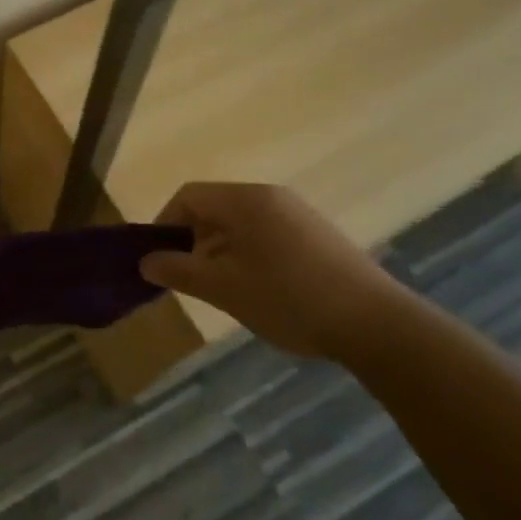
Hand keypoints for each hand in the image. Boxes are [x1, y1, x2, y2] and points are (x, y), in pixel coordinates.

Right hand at [138, 183, 404, 361]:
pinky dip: (246, 255)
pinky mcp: (316, 235)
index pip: (188, 196)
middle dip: (192, 241)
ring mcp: (297, 214)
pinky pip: (265, 234)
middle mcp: (271, 197)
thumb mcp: (224, 288)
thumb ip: (180, 271)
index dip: (164, 225)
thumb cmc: (288, 299)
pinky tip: (257, 290)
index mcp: (246, 201)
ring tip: (222, 290)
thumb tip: (145, 262)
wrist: (374, 323)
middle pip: (214, 207)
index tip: (158, 261)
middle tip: (188, 280)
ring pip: (240, 223)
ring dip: (219, 251)